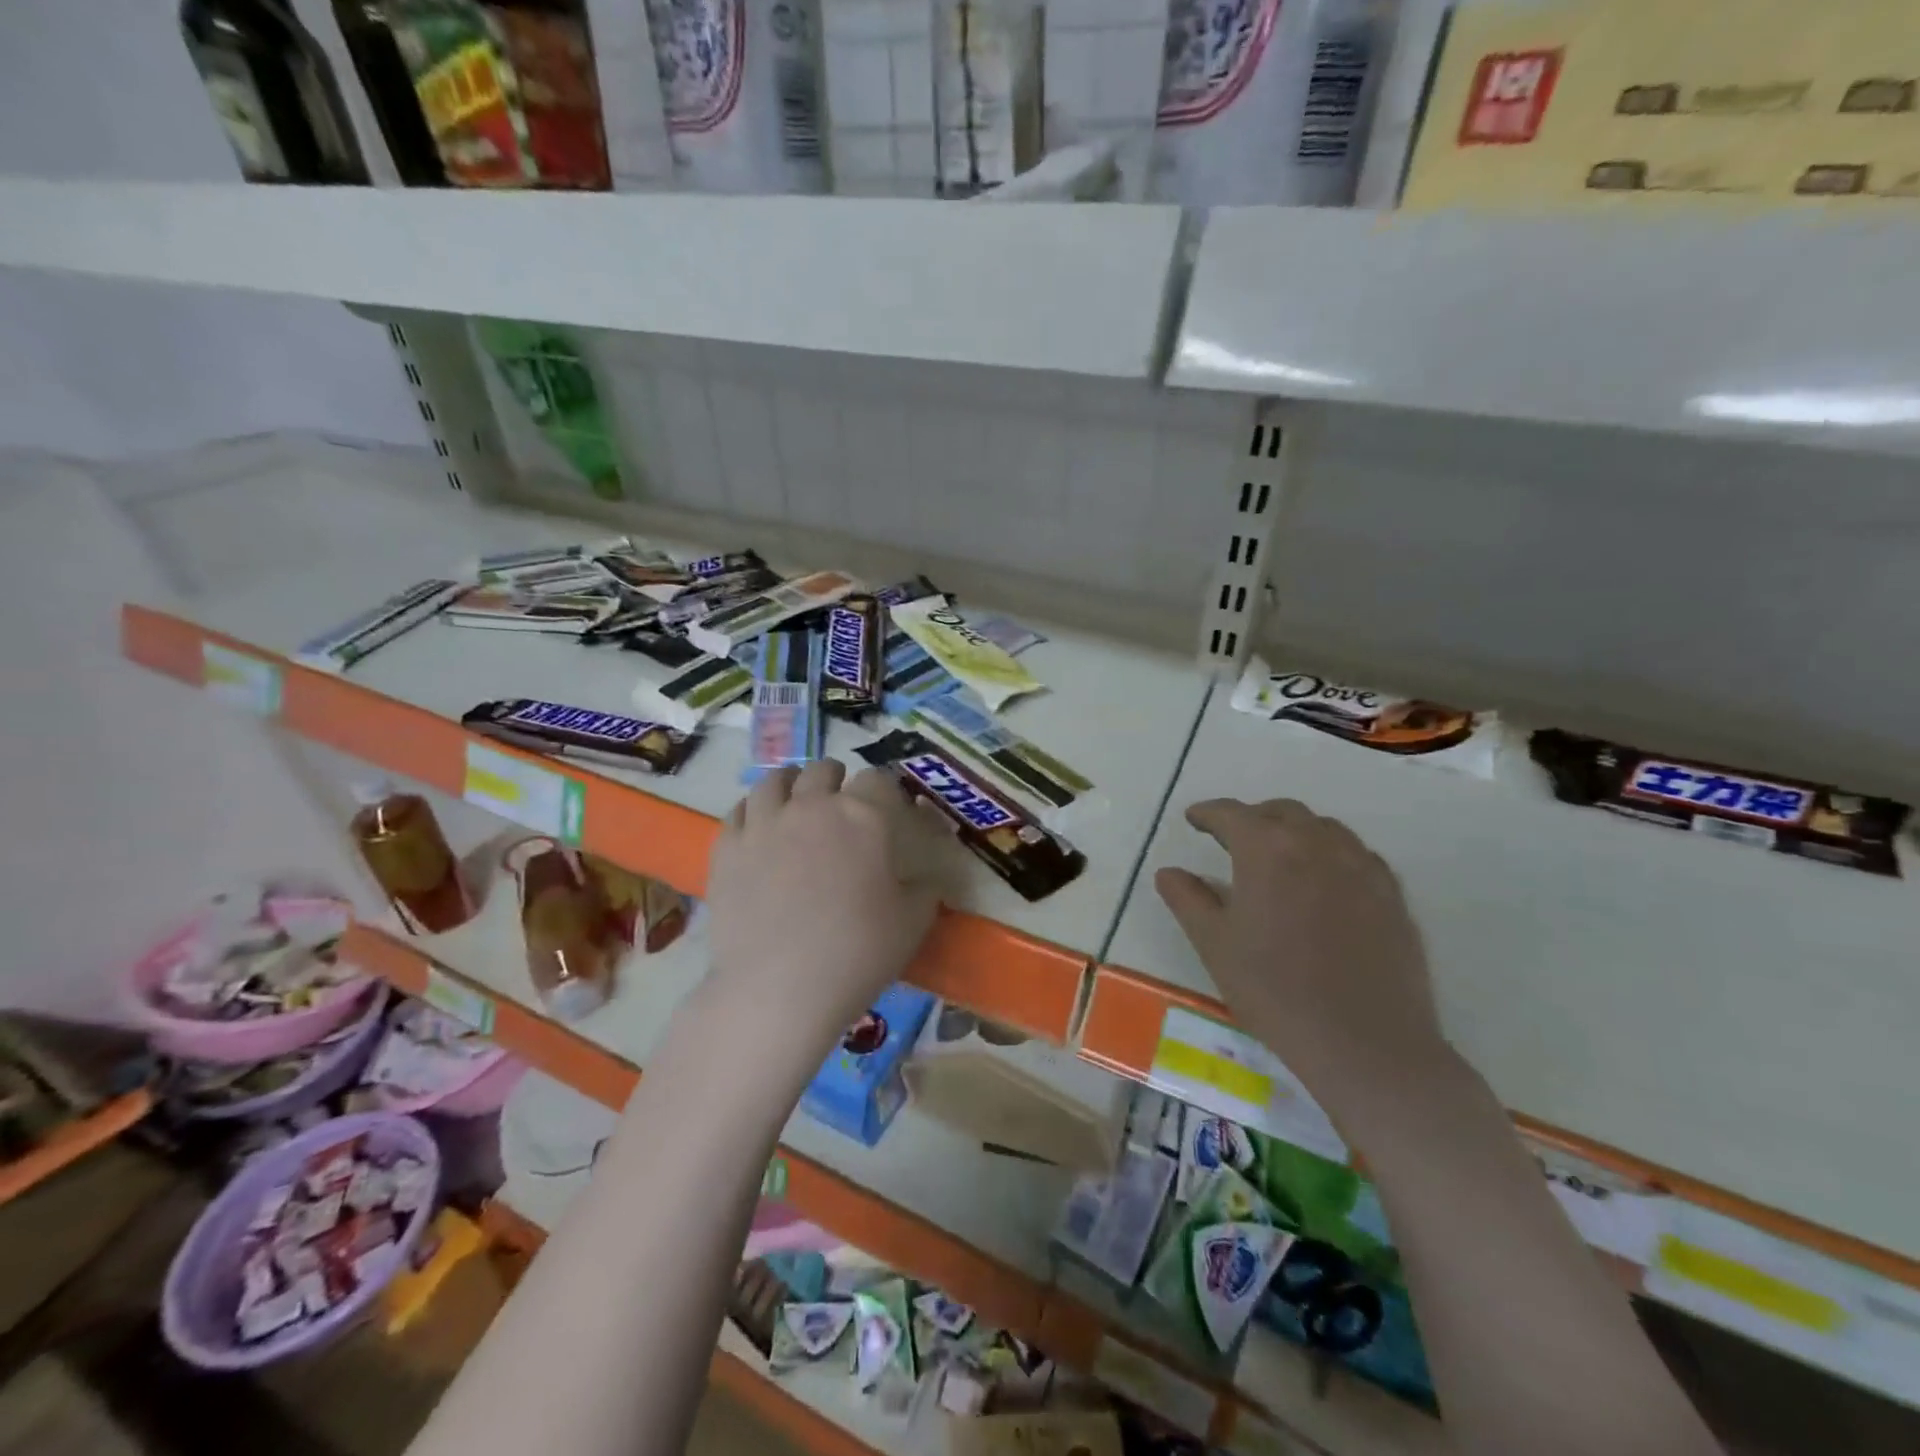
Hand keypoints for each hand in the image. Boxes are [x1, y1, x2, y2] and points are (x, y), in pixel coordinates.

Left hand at [706, 760, 945, 1037]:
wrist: (779, 988)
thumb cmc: (857, 953)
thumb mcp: (913, 923)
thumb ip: (924, 891)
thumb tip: (925, 880)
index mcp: (863, 816)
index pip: (878, 780)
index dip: (885, 790)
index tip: (887, 808)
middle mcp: (812, 806)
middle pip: (823, 771)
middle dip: (835, 779)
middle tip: (840, 800)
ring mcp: (764, 823)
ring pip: (775, 782)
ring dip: (791, 784)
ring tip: (795, 799)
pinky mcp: (727, 848)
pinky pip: (738, 811)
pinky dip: (753, 811)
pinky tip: (758, 826)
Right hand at [1154, 798, 1450, 1124]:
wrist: (1366, 1044)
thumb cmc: (1275, 991)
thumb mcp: (1214, 945)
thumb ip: (1188, 900)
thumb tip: (1169, 873)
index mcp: (1267, 850)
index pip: (1231, 814)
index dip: (1208, 813)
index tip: (1193, 819)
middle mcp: (1316, 844)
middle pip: (1280, 812)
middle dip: (1252, 818)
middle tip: (1231, 840)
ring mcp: (1360, 866)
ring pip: (1322, 827)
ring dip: (1293, 831)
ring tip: (1277, 857)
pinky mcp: (1391, 893)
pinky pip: (1355, 853)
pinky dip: (1329, 853)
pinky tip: (1322, 883)